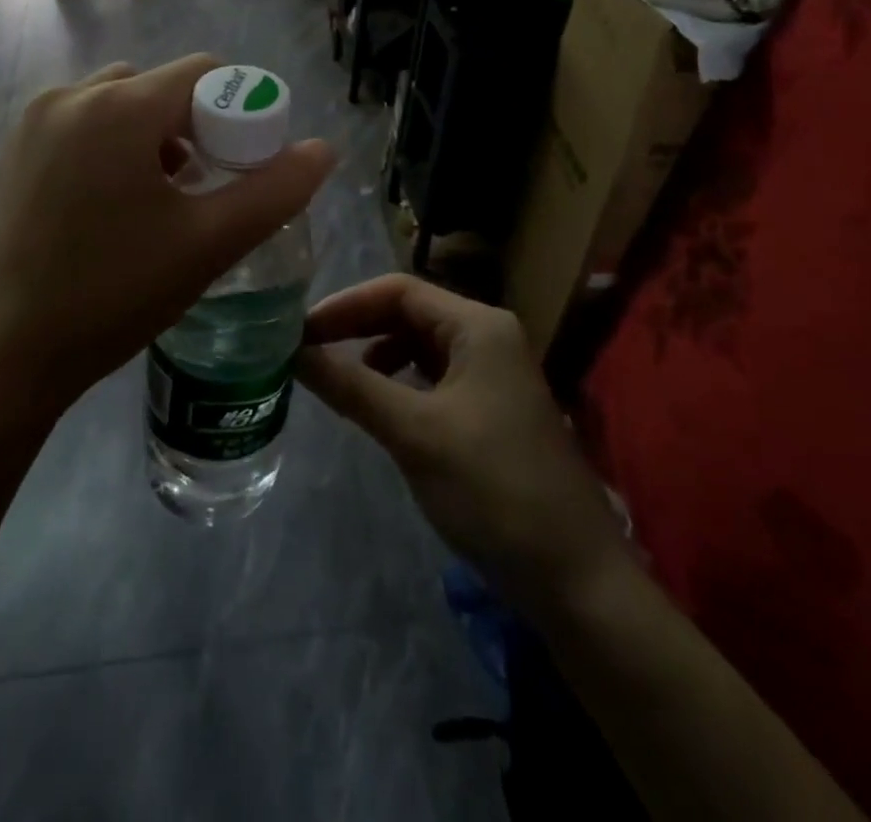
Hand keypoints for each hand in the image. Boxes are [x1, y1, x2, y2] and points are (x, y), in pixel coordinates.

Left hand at [0, 55, 335, 420]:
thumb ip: (276, 190)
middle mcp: (70, 96)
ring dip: (150, 136)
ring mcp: (32, 123)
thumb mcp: (210, 242)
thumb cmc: (116, 293)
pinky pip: (79, 127)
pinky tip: (111, 207)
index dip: (237, 112)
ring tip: (160, 199)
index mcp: (119, 106)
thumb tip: (323, 150)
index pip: (203, 74)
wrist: (8, 355)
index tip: (242, 166)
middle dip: (192, 127)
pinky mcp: (12, 154)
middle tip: (202, 188)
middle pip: (158, 87)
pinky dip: (109, 147)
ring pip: (117, 105)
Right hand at [297, 275, 635, 618]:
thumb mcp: (414, 433)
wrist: (577, 579)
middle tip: (308, 351)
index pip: (399, 290)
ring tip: (339, 380)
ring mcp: (494, 373)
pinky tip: (380, 407)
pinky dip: (401, 383)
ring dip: (377, 355)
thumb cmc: (493, 490)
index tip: (299, 330)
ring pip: (421, 346)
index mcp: (479, 326)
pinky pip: (435, 377)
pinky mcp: (492, 408)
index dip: (345, 305)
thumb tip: (293, 352)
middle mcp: (489, 336)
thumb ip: (351, 385)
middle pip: (409, 313)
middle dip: (358, 327)